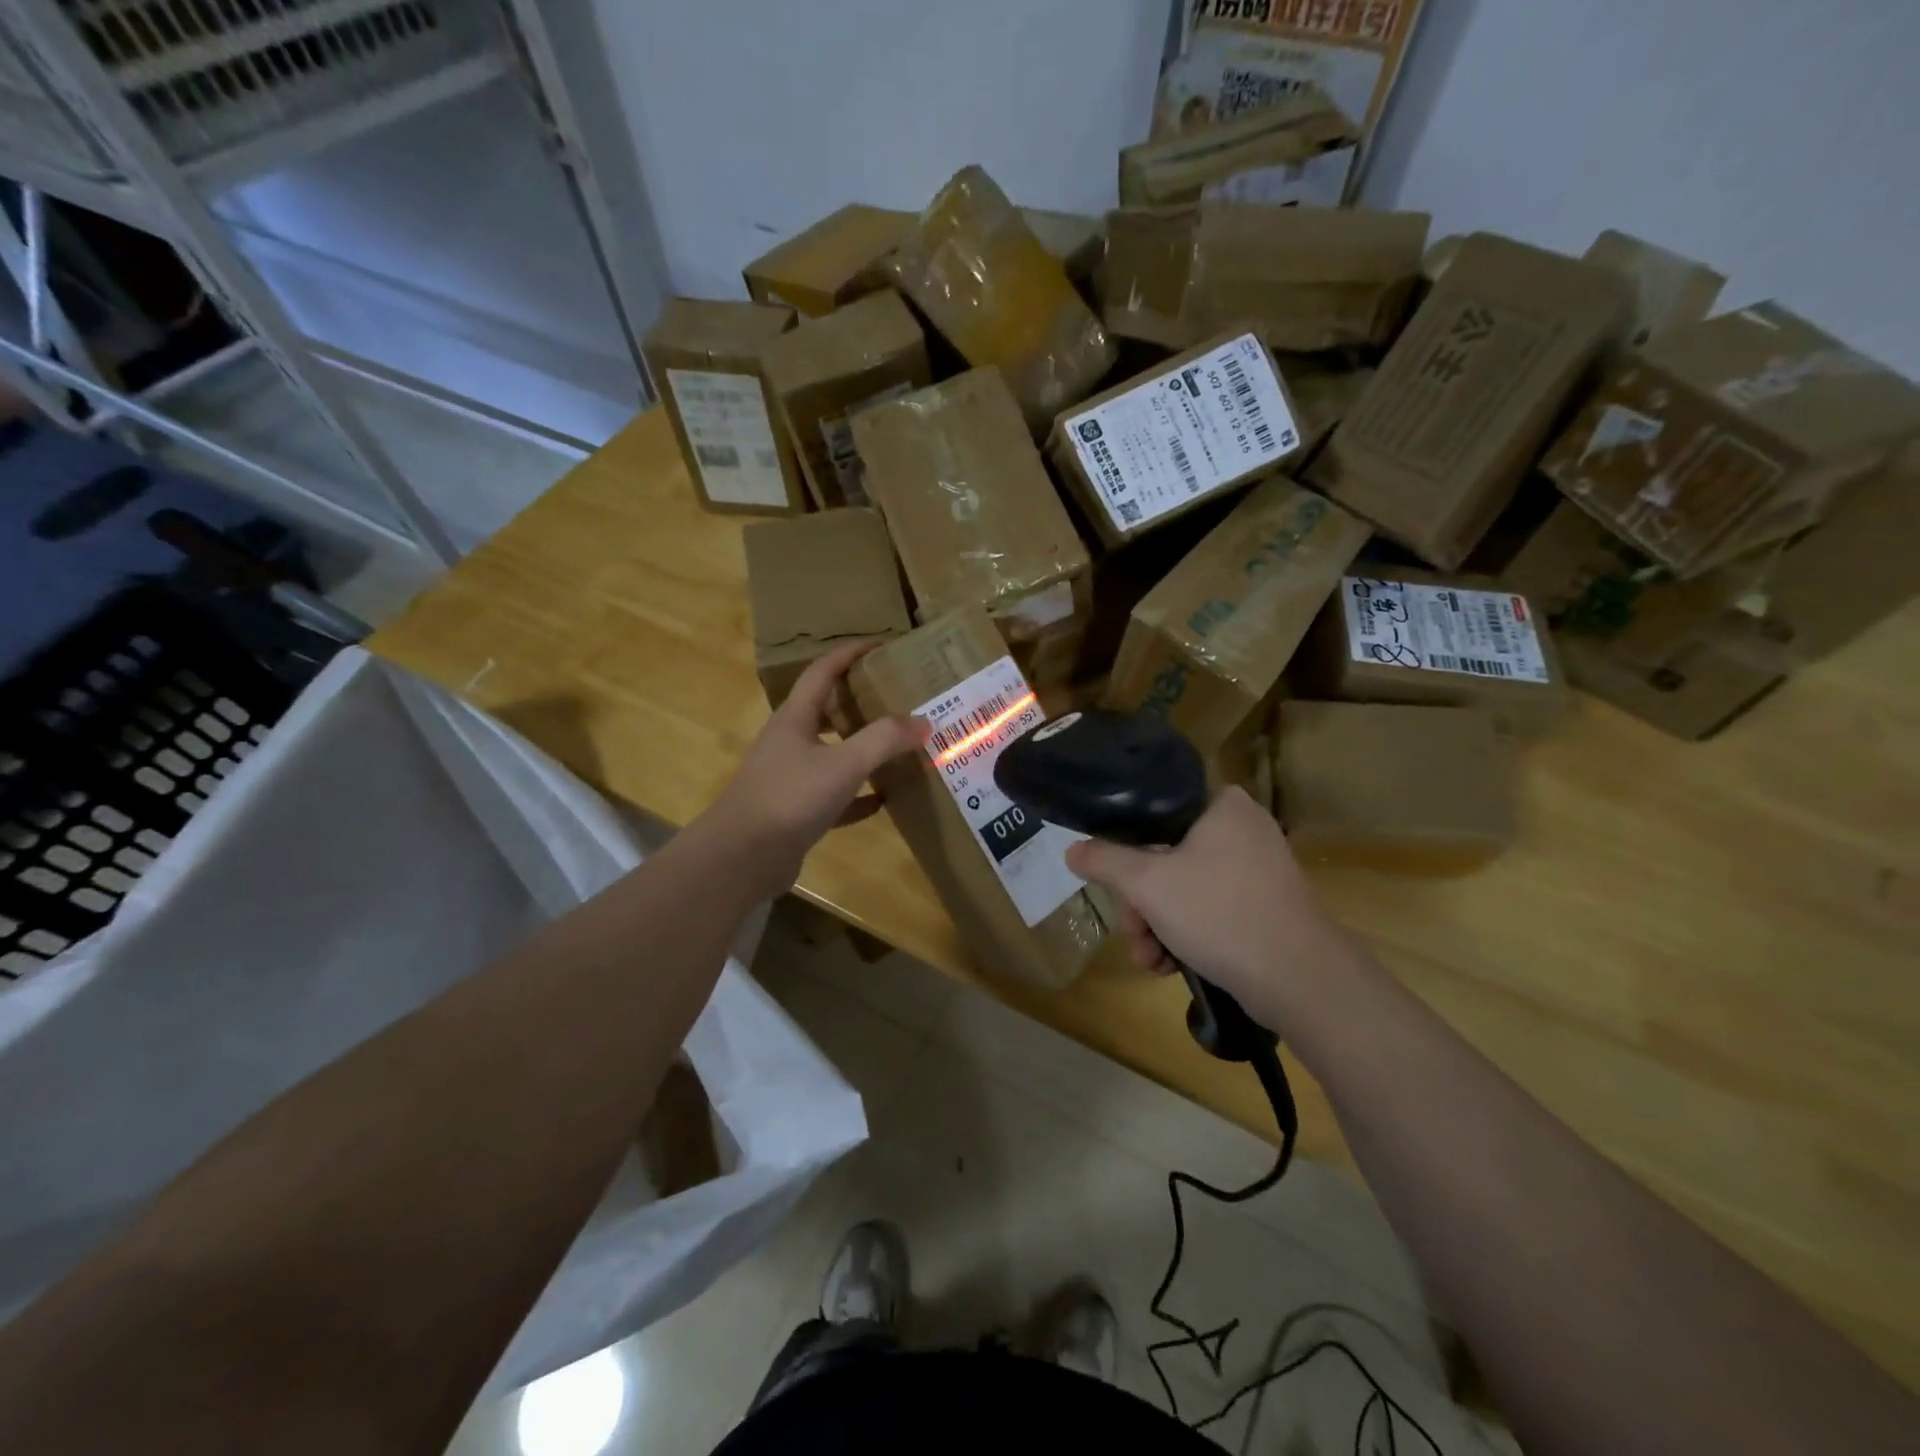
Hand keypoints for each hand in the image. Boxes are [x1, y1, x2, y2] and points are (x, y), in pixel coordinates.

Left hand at [703, 641, 926, 897]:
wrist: (742, 857)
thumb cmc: (789, 797)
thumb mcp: (844, 763)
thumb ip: (884, 740)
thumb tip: (923, 721)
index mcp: (795, 718)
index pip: (823, 671)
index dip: (851, 654)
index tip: (882, 645)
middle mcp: (790, 741)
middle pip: (826, 710)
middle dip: (859, 701)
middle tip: (896, 698)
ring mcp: (790, 778)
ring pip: (831, 753)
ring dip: (861, 749)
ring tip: (897, 745)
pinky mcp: (795, 812)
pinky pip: (834, 795)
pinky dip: (858, 795)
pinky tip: (883, 799)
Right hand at [1065, 788, 1357, 1028]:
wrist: (1300, 979)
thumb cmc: (1220, 913)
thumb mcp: (1147, 884)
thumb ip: (1104, 860)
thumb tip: (1072, 850)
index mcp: (1221, 805)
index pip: (1154, 811)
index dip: (1124, 848)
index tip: (1115, 884)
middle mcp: (1241, 828)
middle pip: (1164, 856)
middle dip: (1140, 904)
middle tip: (1134, 934)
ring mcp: (1256, 868)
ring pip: (1183, 888)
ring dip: (1157, 925)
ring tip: (1150, 960)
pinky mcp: (1264, 904)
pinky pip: (1209, 908)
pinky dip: (1186, 934)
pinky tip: (1170, 965)